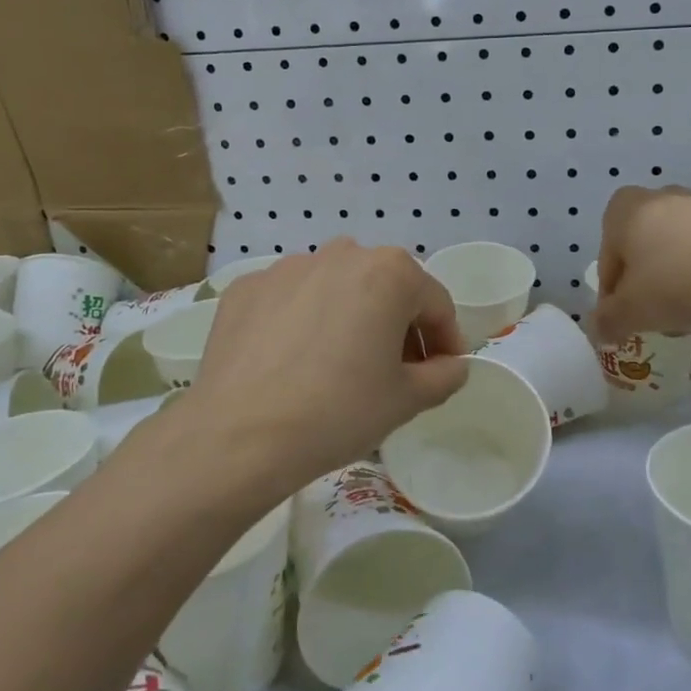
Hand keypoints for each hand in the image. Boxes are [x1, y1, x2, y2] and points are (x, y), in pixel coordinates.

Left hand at [187, 240, 468, 493]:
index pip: (435, 303)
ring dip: (349, 317)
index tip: (443, 370)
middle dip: (397, 324)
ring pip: (335, 289)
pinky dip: (301, 322)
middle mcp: (340, 255)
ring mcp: (287, 267)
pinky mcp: (246, 288)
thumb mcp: (407, 400)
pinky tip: (292, 362)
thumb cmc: (339, 411)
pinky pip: (290, 300)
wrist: (240, 435)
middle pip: (385, 288)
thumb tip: (451, 365)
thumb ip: (444, 375)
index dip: (445, 339)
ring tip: (339, 365)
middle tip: (394, 370)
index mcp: (389, 272)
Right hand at [593, 186, 690, 342]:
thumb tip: (600, 329)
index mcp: (625, 209)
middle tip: (663, 318)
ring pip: (680, 248)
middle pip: (643, 251)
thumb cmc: (685, 281)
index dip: (615, 299)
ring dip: (680, 279)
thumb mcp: (634, 312)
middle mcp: (661, 195)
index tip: (632, 323)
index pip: (607, 262)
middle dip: (648, 286)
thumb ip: (608, 321)